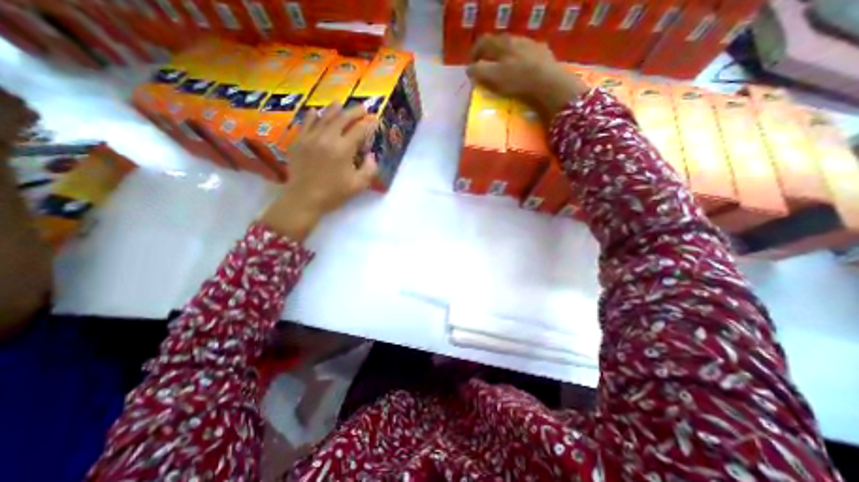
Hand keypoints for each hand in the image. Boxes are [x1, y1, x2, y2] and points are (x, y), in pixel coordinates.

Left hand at [257, 103, 375, 240]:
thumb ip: (370, 169)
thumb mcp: (358, 185)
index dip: (368, 124)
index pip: (359, 130)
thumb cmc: (334, 194)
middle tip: (362, 107)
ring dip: (335, 110)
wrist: (304, 199)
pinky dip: (313, 116)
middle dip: (354, 111)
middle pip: (342, 118)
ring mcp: (310, 137)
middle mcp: (327, 138)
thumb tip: (371, 155)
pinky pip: (306, 123)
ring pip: (324, 117)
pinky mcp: (298, 141)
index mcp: (343, 149)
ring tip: (341, 105)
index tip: (375, 120)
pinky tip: (317, 112)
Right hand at [464, 34, 591, 122]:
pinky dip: (522, 60)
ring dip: (507, 55)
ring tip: (505, 69)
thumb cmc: (517, 79)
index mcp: (502, 44)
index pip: (484, 41)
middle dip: (491, 52)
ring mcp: (531, 44)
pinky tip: (523, 70)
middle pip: (499, 42)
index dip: (475, 51)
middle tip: (487, 66)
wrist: (547, 81)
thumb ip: (479, 71)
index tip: (472, 63)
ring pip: (515, 46)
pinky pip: (529, 53)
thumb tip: (469, 69)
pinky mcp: (543, 53)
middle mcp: (516, 39)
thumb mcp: (493, 77)